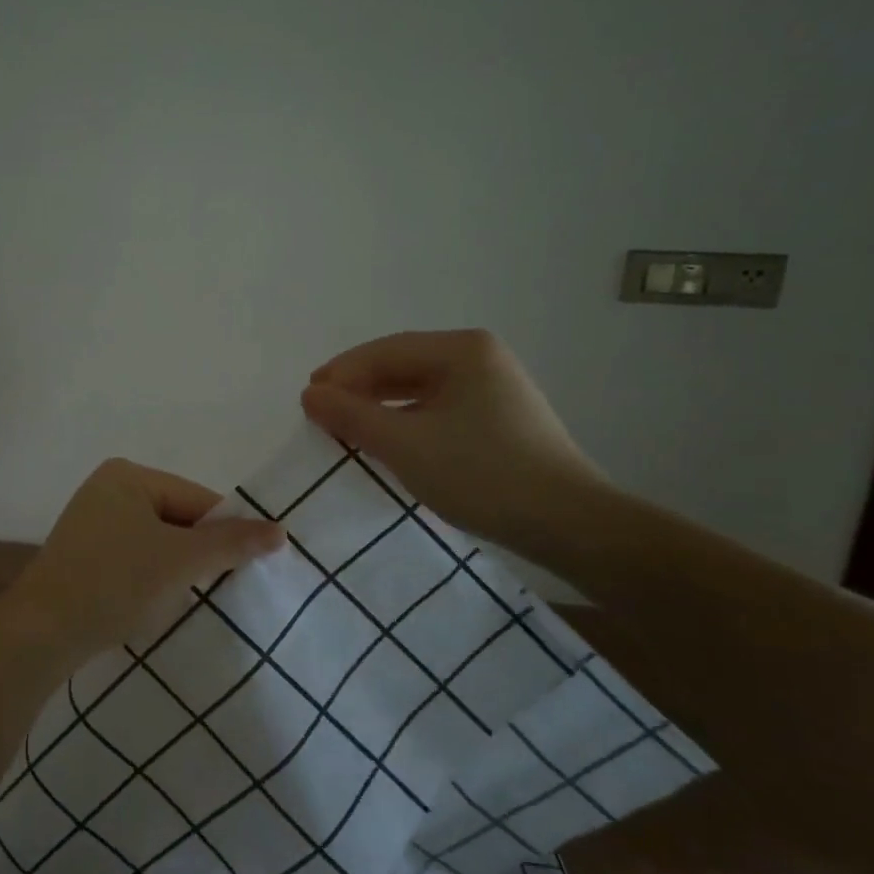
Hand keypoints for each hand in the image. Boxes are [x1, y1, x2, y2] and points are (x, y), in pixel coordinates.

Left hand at [8, 459, 284, 666]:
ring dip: (177, 568)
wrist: (42, 632)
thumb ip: (231, 543)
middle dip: (200, 552)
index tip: (251, 567)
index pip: (198, 499)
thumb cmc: (115, 583)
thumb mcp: (180, 561)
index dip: (227, 532)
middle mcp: (107, 488)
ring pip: (157, 541)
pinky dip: (151, 577)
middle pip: (178, 518)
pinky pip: (134, 557)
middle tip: (223, 588)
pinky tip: (155, 602)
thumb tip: (280, 530)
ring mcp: (91, 522)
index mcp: (128, 475)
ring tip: (189, 598)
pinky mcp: (83, 554)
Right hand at [300, 330, 606, 554]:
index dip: (341, 372)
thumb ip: (351, 415)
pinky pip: (437, 409)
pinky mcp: (499, 419)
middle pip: (402, 365)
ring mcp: (494, 389)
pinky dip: (405, 422)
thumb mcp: (404, 444)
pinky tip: (387, 441)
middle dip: (358, 388)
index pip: (384, 351)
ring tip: (346, 428)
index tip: (307, 399)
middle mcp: (480, 358)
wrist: (566, 523)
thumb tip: (310, 394)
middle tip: (320, 412)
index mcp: (462, 350)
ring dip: (379, 406)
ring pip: (419, 389)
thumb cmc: (480, 474)